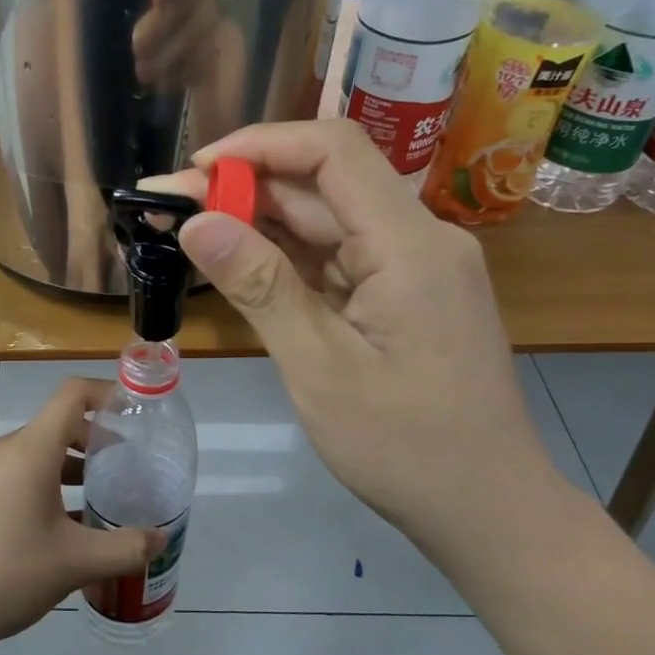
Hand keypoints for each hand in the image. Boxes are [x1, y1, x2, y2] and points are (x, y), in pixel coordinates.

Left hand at [0, 379, 164, 652]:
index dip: (107, 393)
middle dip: (96, 439)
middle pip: (59, 423)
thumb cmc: (6, 572)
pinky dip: (49, 484)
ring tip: (103, 498)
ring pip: (39, 452)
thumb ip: (125, 548)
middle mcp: (7, 450)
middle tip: (128, 467)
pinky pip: (20, 473)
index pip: (73, 394)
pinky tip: (64, 526)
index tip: (136, 414)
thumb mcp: (75, 563)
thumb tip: (161, 538)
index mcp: (32, 449)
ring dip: (73, 466)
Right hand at [143, 120, 568, 549]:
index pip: (333, 153)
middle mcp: (417, 239)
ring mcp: (412, 266)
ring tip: (189, 231)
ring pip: (325, 221)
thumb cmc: (405, 448)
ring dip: (258, 222)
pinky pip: (336, 257)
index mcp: (409, 245)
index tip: (197, 170)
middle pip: (323, 185)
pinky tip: (238, 263)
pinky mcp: (401, 293)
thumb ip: (260, 287)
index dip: (260, 145)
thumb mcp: (320, 368)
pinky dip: (284, 258)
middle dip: (244, 188)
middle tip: (168, 207)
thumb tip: (196, 222)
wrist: (487, 509)